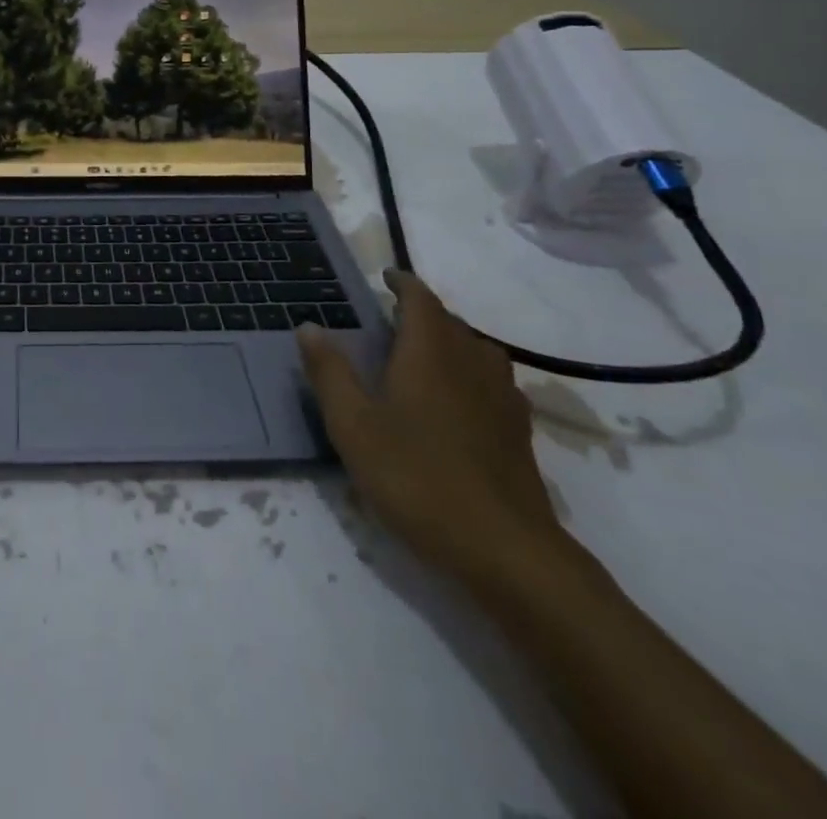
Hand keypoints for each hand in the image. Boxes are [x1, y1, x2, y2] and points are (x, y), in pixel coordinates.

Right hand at [298, 269, 566, 584]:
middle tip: (392, 320)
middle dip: (422, 313)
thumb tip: (308, 326)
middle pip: (450, 322)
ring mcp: (501, 399)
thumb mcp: (354, 425)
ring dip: (451, 342)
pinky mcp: (518, 433)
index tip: (386, 276)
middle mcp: (470, 364)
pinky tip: (460, 402)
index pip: (420, 300)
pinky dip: (472, 375)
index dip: (403, 283)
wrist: (506, 550)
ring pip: (477, 351)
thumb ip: (330, 373)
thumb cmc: (417, 477)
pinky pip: (493, 383)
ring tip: (425, 355)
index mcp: (429, 352)